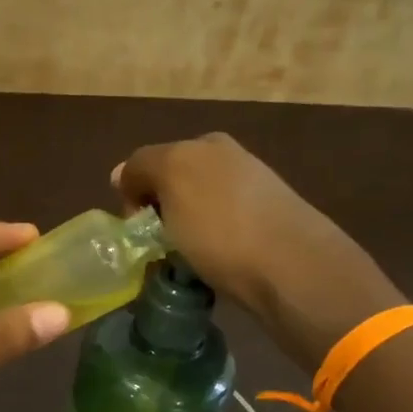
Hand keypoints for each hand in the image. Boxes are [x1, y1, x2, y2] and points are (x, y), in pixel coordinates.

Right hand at [114, 133, 401, 366]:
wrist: (290, 268)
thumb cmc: (220, 226)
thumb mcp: (171, 181)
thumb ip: (141, 169)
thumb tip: (122, 173)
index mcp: (205, 143)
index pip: (148, 162)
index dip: (133, 195)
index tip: (136, 231)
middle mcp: (229, 159)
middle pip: (175, 185)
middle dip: (160, 213)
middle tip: (156, 247)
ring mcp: (252, 192)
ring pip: (197, 210)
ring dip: (183, 232)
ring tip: (185, 261)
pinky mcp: (268, 225)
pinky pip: (220, 232)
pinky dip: (209, 246)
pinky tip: (214, 265)